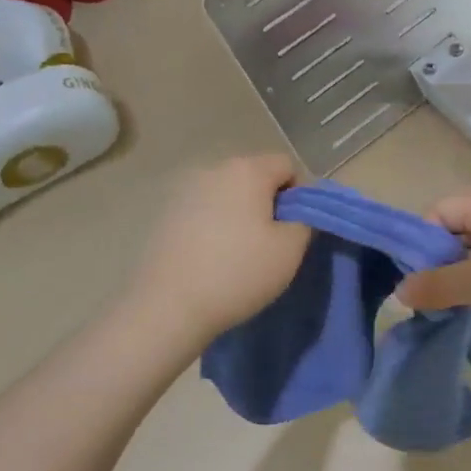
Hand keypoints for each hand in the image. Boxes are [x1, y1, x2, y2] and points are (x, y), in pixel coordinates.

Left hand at [124, 154, 311, 346]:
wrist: (169, 305)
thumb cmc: (238, 272)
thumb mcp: (290, 249)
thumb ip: (305, 221)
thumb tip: (297, 213)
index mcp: (246, 170)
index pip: (287, 165)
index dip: (301, 193)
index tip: (298, 227)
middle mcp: (213, 169)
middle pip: (254, 176)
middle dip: (269, 203)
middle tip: (274, 242)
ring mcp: (184, 191)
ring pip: (227, 195)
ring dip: (240, 214)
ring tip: (242, 252)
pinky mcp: (165, 215)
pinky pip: (203, 212)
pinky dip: (215, 226)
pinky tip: (213, 258)